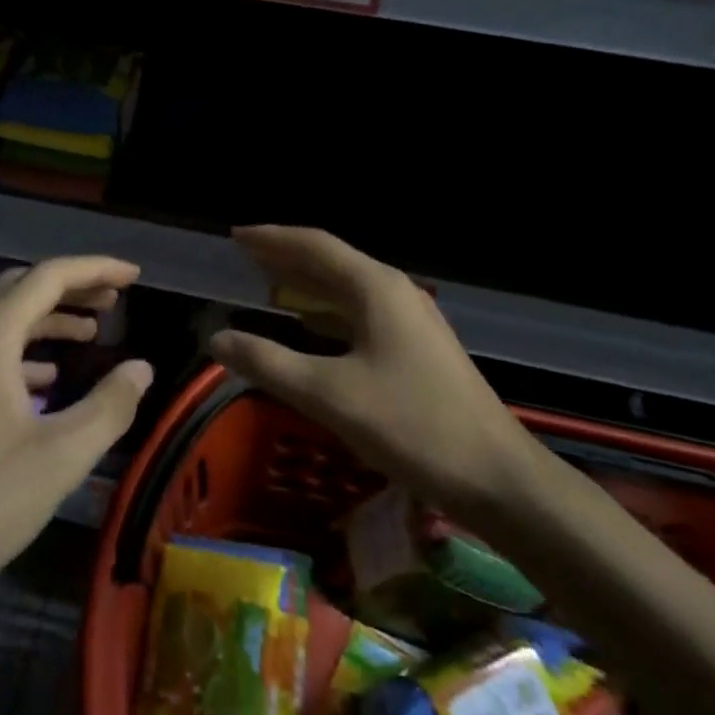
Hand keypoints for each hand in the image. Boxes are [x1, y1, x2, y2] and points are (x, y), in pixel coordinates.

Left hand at [0, 255, 152, 611]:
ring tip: (92, 334)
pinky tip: (48, 381)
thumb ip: (110, 405)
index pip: (48, 277)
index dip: (96, 269)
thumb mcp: (61, 457)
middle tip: (114, 300)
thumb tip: (142, 367)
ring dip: (49, 318)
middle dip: (72, 287)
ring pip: (3, 320)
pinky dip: (25, 351)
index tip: (134, 275)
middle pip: (22, 288)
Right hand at [209, 226, 538, 524]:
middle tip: (245, 256)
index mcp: (376, 287)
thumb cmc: (412, 426)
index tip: (236, 236)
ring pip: (348, 288)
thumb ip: (269, 363)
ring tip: (268, 284)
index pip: (315, 245)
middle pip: (332, 261)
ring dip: (307, 283)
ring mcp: (412, 319)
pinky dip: (328, 311)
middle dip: (287, 256)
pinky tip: (312, 327)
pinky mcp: (418, 347)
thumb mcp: (330, 394)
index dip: (272, 238)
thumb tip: (216, 339)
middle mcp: (395, 292)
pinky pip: (361, 312)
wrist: (498, 478)